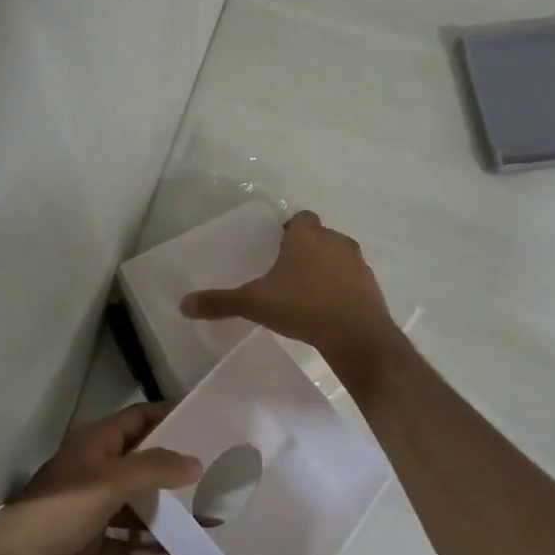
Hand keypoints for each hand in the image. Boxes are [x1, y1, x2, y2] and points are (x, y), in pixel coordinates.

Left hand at [0, 406, 200, 554]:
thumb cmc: (58, 514)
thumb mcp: (109, 483)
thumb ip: (153, 469)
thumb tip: (195, 460)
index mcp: (95, 444)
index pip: (138, 419)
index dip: (169, 416)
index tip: (208, 420)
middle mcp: (94, 472)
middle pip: (141, 465)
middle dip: (176, 472)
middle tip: (220, 477)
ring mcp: (89, 511)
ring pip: (136, 508)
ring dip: (167, 517)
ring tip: (211, 524)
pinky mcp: (86, 547)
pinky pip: (126, 545)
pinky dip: (149, 554)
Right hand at [180, 210, 402, 374]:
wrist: (357, 336)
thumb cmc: (303, 307)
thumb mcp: (255, 303)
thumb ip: (220, 302)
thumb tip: (184, 304)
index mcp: (307, 236)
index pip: (300, 218)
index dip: (290, 229)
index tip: (277, 247)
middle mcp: (335, 241)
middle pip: (319, 236)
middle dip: (305, 249)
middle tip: (286, 271)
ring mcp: (357, 264)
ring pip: (338, 257)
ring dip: (325, 268)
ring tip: (306, 291)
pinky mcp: (371, 287)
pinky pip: (352, 280)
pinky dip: (341, 288)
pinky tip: (328, 309)